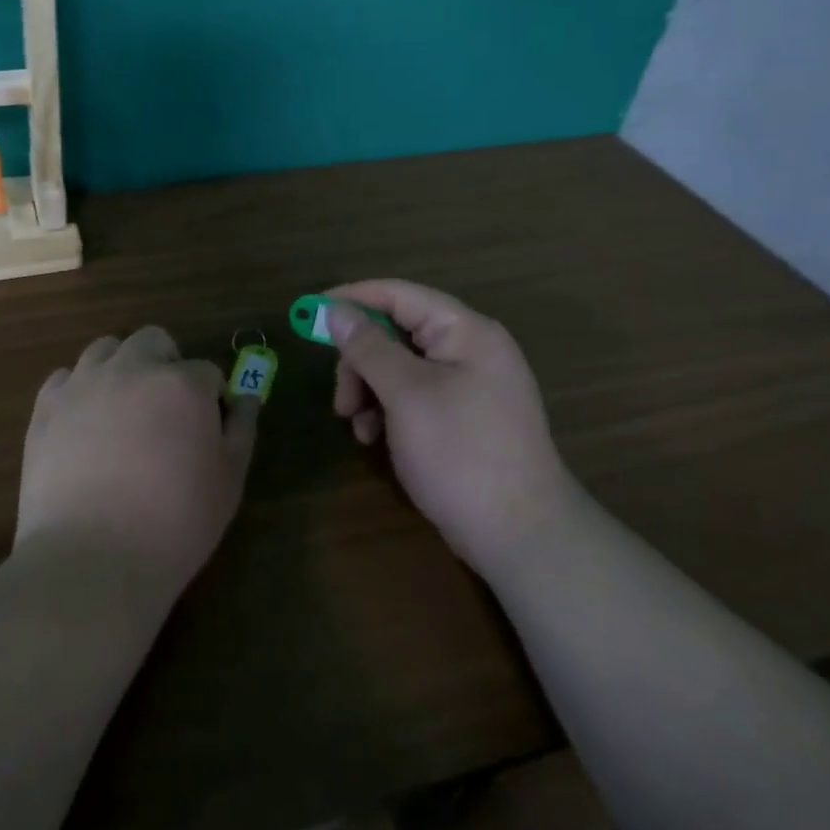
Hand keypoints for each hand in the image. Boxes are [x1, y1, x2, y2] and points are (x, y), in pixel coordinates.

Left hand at [19, 326, 259, 599]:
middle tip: (166, 411)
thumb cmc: (175, 524)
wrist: (91, 559)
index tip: (205, 430)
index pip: (207, 371)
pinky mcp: (46, 406)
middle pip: (154, 340)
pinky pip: (65, 377)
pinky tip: (85, 425)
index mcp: (182, 383)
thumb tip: (246, 396)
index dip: (211, 399)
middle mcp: (132, 369)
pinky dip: (80, 391)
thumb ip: (241, 429)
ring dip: (122, 368)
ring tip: (123, 411)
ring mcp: (83, 384)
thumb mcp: (229, 481)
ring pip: (106, 349)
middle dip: (166, 364)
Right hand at [329, 280, 574, 568]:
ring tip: (356, 426)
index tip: (310, 312)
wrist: (519, 535)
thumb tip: (335, 312)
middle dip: (359, 361)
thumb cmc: (461, 452)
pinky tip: (375, 439)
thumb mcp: (406, 394)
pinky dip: (386, 410)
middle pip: (395, 333)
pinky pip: (412, 396)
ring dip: (368, 390)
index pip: (400, 295)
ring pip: (398, 368)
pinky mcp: (460, 417)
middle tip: (340, 398)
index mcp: (465, 332)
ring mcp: (467, 385)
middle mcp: (468, 350)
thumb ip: (368, 347)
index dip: (353, 298)